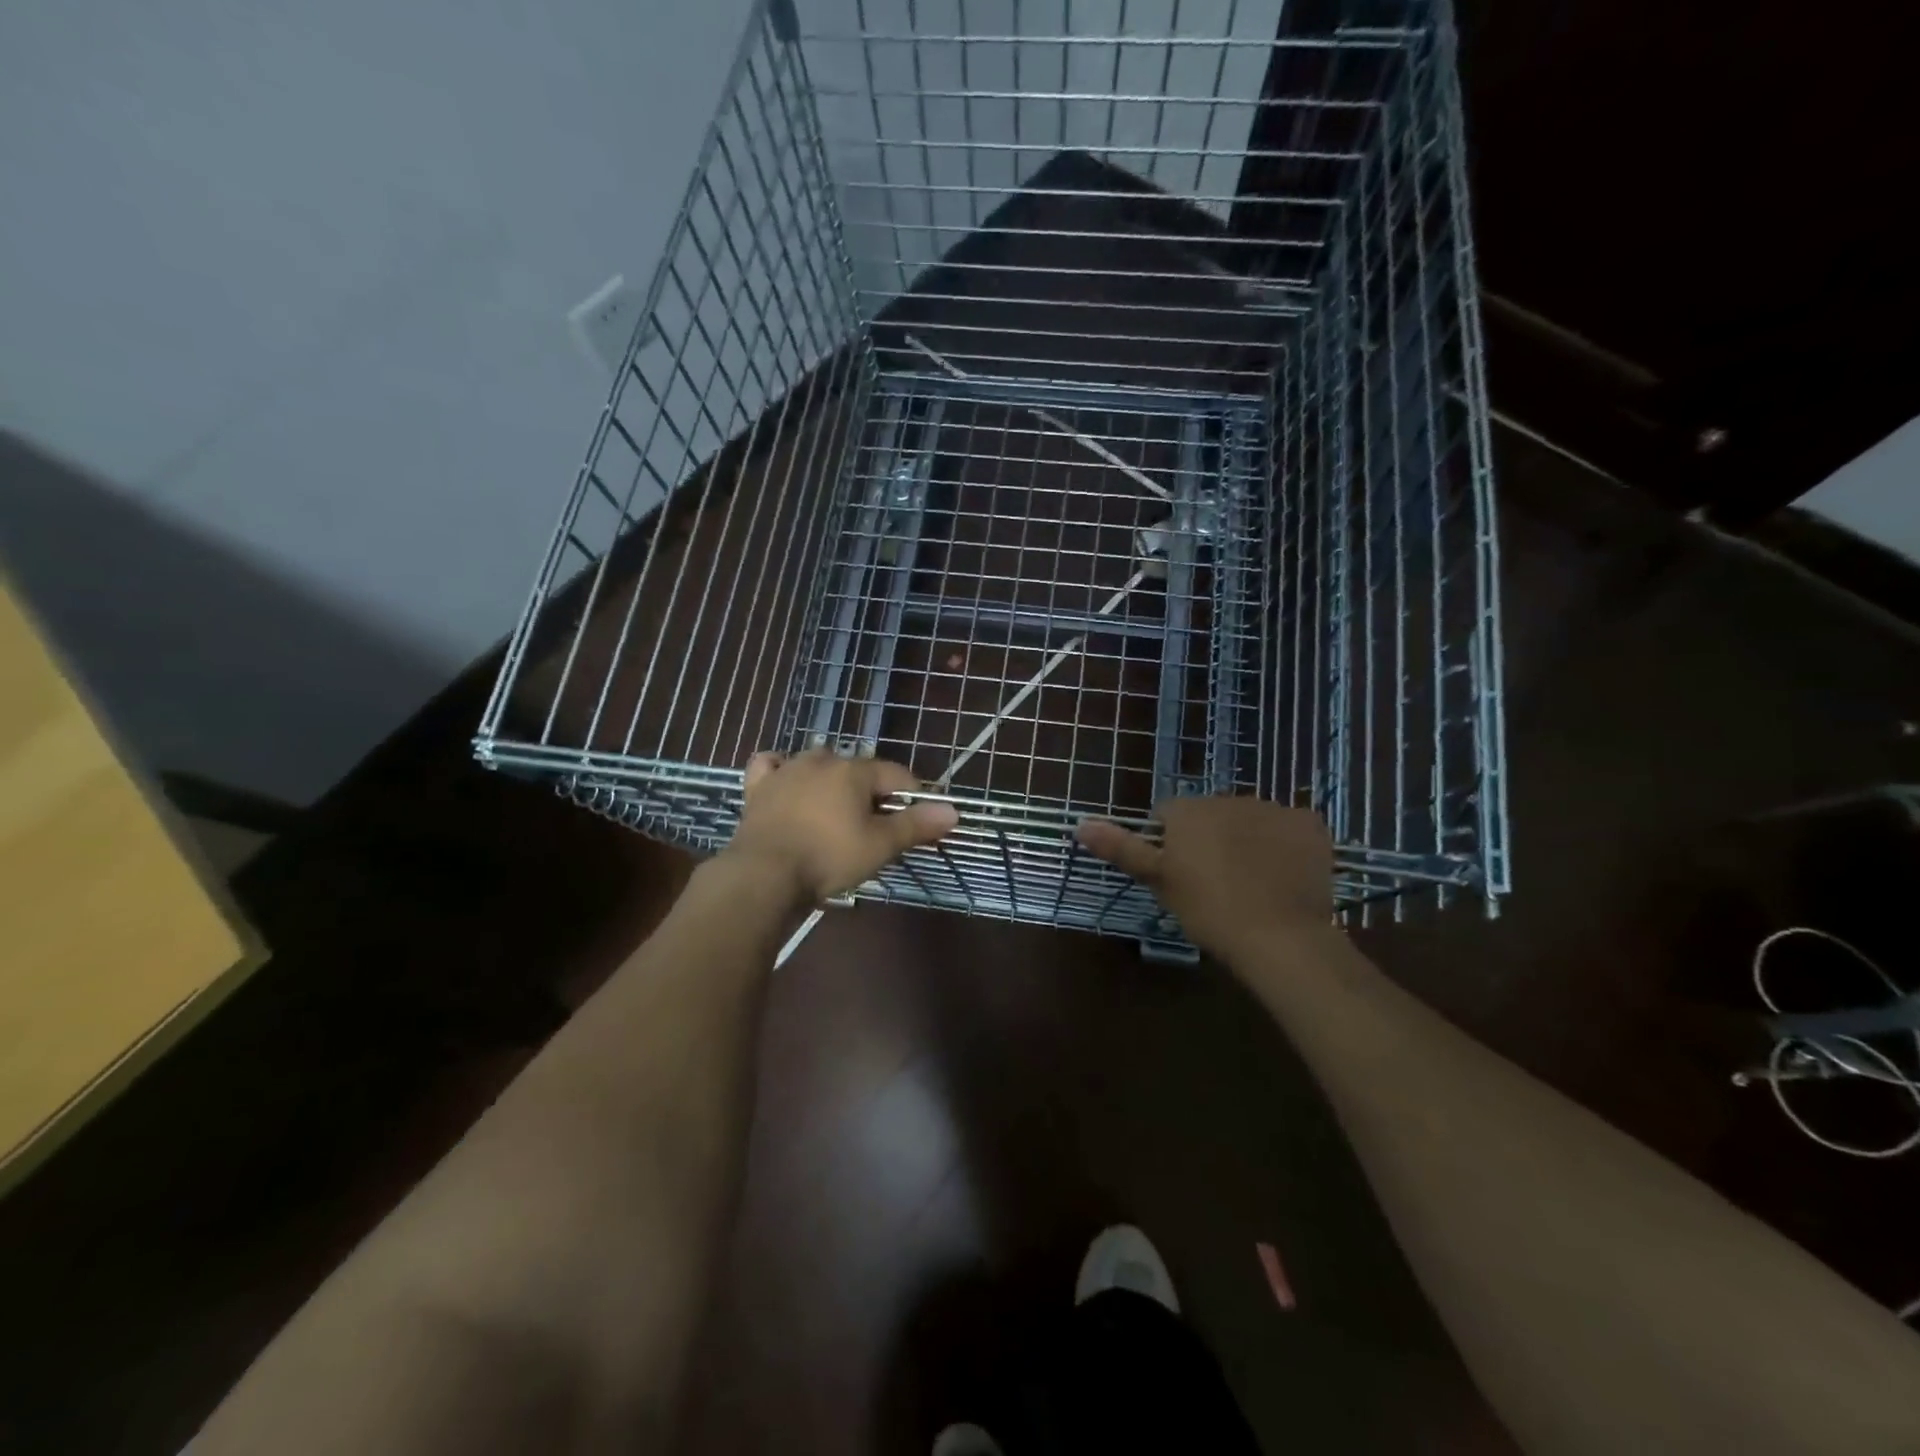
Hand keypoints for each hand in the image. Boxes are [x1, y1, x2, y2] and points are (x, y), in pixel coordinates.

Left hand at [722, 749, 958, 905]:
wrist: (764, 875)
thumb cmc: (829, 857)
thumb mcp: (880, 845)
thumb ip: (916, 825)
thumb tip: (954, 811)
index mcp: (854, 770)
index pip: (895, 775)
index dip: (912, 795)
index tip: (919, 819)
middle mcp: (821, 761)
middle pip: (857, 770)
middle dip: (871, 791)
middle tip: (877, 825)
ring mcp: (786, 771)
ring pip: (817, 764)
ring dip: (831, 779)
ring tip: (837, 809)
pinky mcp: (758, 788)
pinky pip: (770, 766)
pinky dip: (780, 770)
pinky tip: (785, 780)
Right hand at [1076, 797, 1332, 961]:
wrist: (1281, 936)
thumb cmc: (1209, 910)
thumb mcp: (1159, 882)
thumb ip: (1121, 848)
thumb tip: (1078, 824)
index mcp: (1188, 810)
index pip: (1168, 816)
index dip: (1171, 845)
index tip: (1181, 877)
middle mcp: (1228, 797)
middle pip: (1210, 815)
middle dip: (1210, 839)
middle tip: (1215, 884)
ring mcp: (1272, 808)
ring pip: (1250, 820)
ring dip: (1247, 840)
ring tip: (1253, 884)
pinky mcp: (1308, 823)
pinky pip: (1289, 828)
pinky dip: (1285, 846)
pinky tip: (1284, 877)